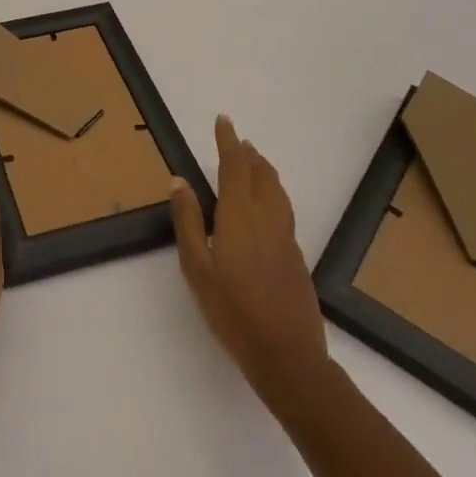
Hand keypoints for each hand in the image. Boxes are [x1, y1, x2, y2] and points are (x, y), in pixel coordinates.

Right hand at [170, 116, 333, 411]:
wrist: (287, 355)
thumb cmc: (232, 311)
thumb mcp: (196, 267)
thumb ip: (188, 221)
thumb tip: (179, 181)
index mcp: (239, 215)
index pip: (234, 166)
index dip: (228, 141)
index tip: (223, 121)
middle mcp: (266, 217)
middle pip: (260, 174)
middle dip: (248, 154)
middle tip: (237, 141)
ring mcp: (285, 236)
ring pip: (276, 190)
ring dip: (264, 170)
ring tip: (254, 163)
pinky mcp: (295, 255)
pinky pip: (283, 208)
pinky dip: (273, 192)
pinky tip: (267, 206)